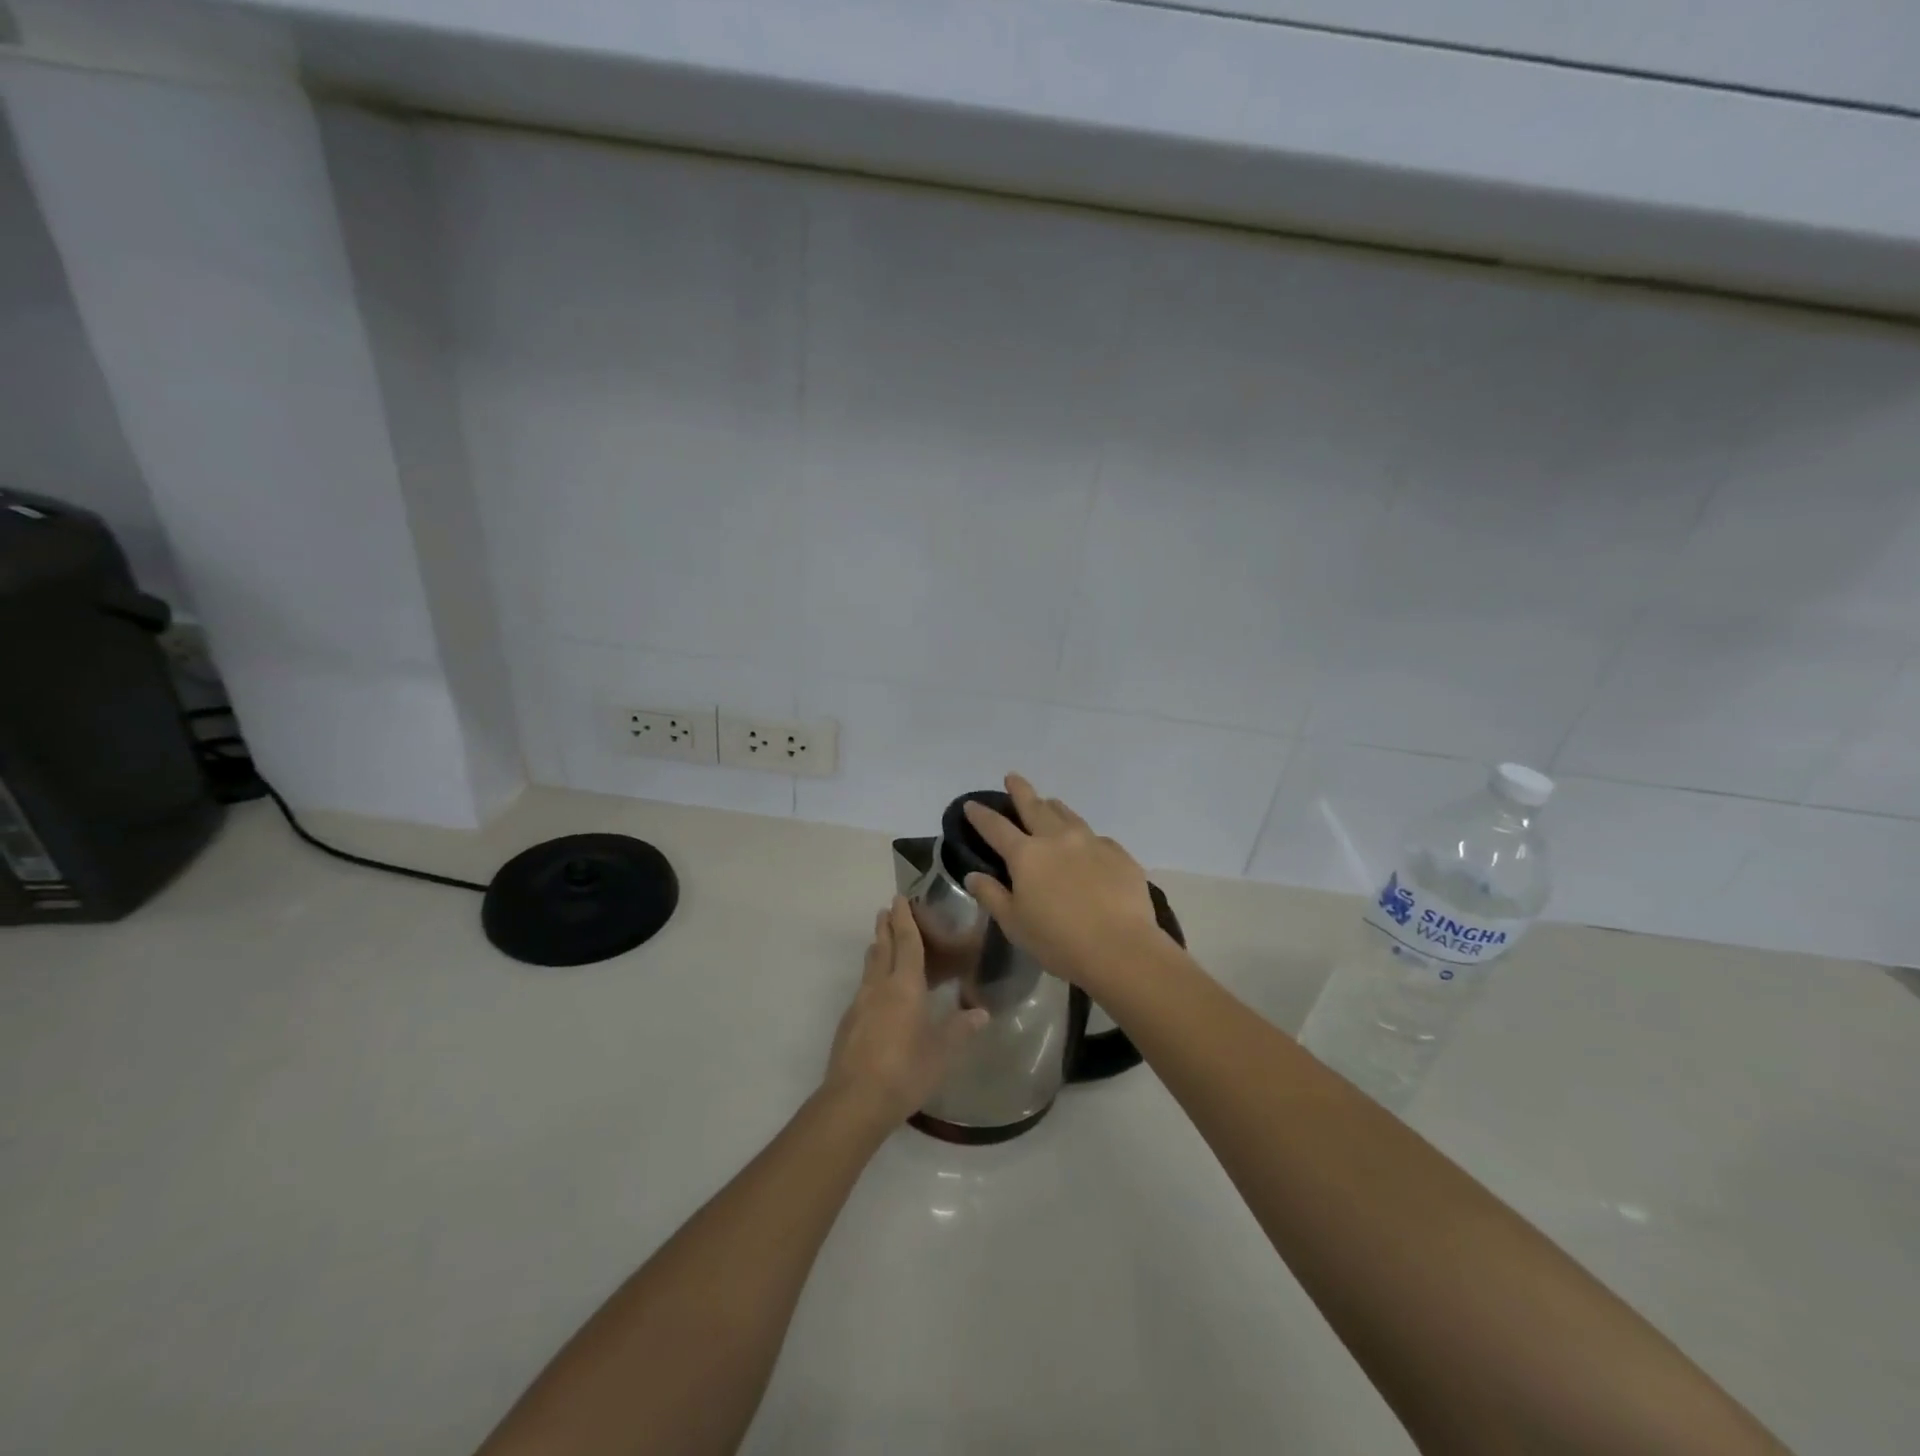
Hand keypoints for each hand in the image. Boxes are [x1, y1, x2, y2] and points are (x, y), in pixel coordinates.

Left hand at [822, 897, 987, 1132]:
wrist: (855, 1100)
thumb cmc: (905, 1070)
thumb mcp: (942, 1052)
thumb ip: (961, 1029)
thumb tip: (981, 1012)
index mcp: (905, 986)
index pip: (906, 943)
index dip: (904, 919)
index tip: (899, 898)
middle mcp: (879, 987)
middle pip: (882, 948)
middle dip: (885, 927)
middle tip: (887, 911)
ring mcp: (860, 1004)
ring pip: (869, 967)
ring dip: (876, 949)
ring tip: (881, 942)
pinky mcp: (848, 1024)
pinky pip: (863, 988)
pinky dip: (872, 977)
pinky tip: (877, 992)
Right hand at [962, 774, 1169, 992]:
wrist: (1121, 949)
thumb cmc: (1058, 942)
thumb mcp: (1014, 924)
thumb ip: (992, 895)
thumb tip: (973, 876)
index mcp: (1026, 855)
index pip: (996, 827)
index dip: (981, 815)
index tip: (971, 804)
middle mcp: (1057, 838)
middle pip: (1034, 806)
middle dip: (1020, 790)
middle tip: (1012, 778)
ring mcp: (1091, 842)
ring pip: (1068, 814)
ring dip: (1053, 806)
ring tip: (1048, 803)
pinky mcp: (1119, 853)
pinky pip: (1096, 837)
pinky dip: (1083, 836)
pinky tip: (1086, 846)